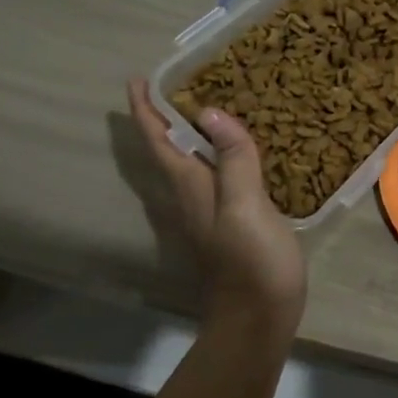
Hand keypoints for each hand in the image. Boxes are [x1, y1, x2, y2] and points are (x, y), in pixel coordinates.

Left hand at [129, 79, 307, 342]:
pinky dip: (221, 152)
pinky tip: (242, 148)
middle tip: (181, 80)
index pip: (160, 141)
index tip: (138, 79)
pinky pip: (218, 174)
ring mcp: (211, 211)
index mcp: (191, 187)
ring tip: (210, 102)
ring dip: (191, 132)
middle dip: (166, 115)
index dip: (146, 110)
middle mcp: (193, 196)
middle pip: (170, 149)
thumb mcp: (245, 205)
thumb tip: (209, 111)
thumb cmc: (251, 261)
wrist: (259, 318)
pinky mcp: (232, 221)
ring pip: (192, 162)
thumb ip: (231, 159)